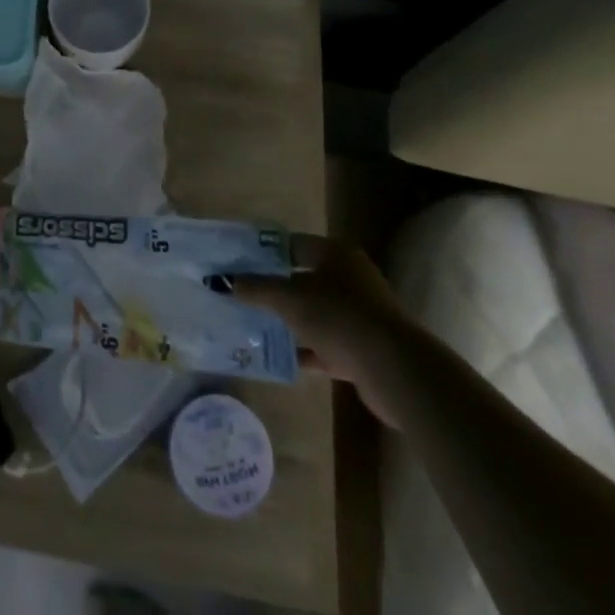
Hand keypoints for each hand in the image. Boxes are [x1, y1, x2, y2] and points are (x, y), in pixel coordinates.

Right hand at [233, 234, 414, 425]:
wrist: (394, 369)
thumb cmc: (339, 317)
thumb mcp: (289, 298)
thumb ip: (255, 289)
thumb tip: (221, 281)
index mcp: (336, 254)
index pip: (293, 245)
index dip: (265, 253)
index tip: (239, 264)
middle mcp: (350, 278)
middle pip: (304, 278)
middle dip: (275, 289)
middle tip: (243, 295)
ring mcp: (360, 314)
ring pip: (315, 313)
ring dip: (290, 322)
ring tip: (255, 327)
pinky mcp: (364, 347)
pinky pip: (326, 343)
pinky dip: (306, 349)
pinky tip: (281, 357)